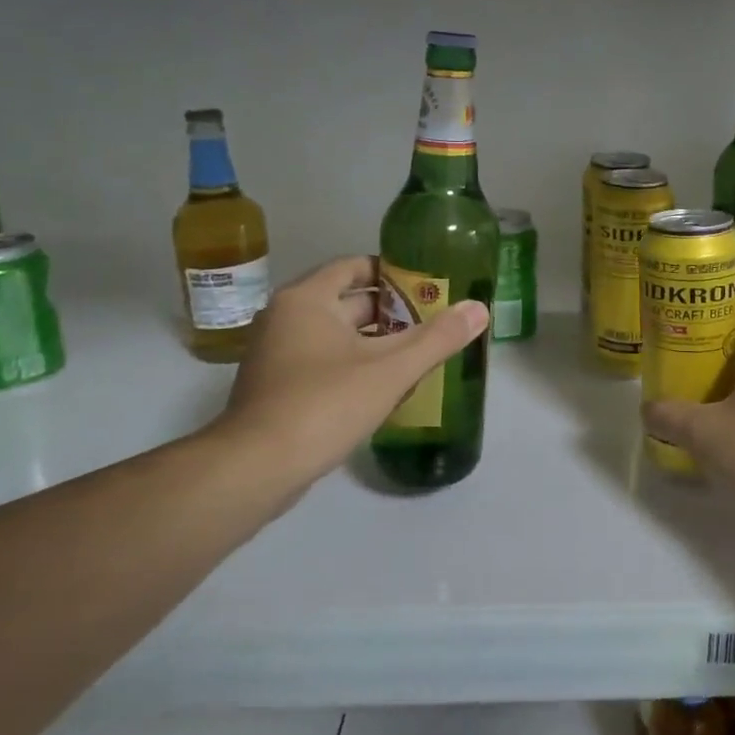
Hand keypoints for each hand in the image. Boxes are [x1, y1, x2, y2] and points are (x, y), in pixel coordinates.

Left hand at [203, 256, 487, 499]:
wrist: (255, 468)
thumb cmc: (324, 404)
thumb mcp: (390, 370)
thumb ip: (437, 338)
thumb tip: (479, 308)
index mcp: (307, 299)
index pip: (354, 266)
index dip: (392, 272)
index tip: (426, 285)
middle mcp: (284, 317)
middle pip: (345, 301)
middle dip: (389, 312)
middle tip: (430, 323)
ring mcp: (274, 354)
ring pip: (333, 335)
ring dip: (371, 342)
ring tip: (414, 356)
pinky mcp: (273, 387)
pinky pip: (320, 362)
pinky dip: (350, 365)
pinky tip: (380, 389)